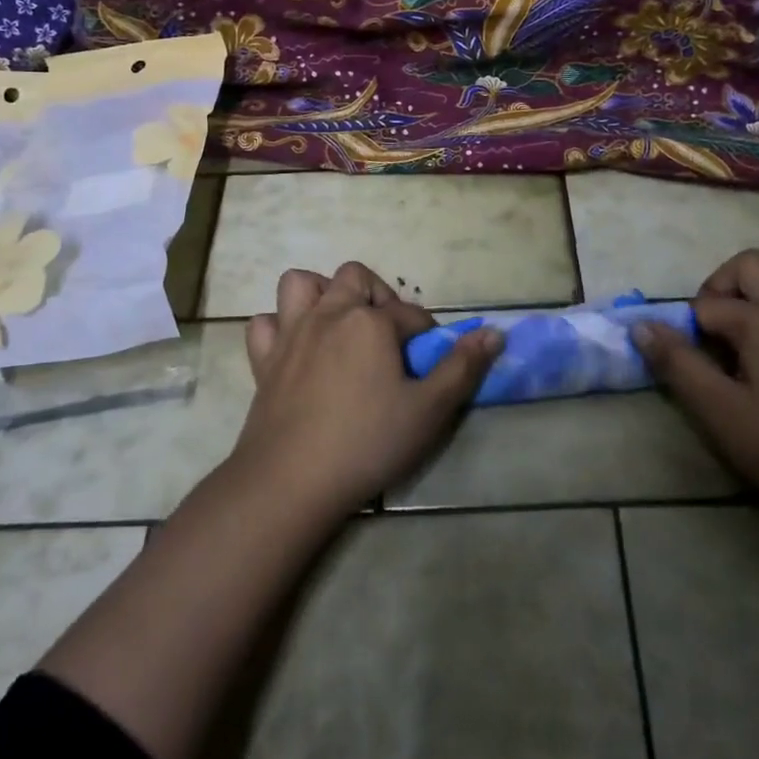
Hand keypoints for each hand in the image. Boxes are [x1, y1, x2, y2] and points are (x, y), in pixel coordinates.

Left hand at [234, 261, 501, 520]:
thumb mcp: (429, 410)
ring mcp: (291, 333)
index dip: (427, 335)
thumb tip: (494, 332)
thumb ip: (462, 367)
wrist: (291, 480)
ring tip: (340, 326)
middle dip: (377, 297)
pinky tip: (296, 349)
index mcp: (370, 321)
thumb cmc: (367, 442)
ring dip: (322, 294)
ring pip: (301, 284)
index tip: (430, 363)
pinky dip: (280, 327)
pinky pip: (265, 323)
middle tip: (388, 336)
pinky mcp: (263, 359)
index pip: (411, 313)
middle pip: (356, 278)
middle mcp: (329, 313)